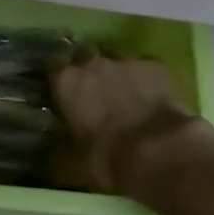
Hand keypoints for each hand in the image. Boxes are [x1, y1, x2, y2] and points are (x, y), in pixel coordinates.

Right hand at [49, 51, 213, 197]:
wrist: (159, 152)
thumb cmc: (110, 159)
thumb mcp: (78, 160)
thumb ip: (69, 144)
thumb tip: (62, 151)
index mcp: (67, 83)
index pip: (54, 65)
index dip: (60, 76)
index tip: (65, 88)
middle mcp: (92, 64)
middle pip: (85, 54)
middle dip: (89, 68)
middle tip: (96, 90)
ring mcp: (126, 60)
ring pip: (116, 57)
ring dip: (117, 71)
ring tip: (126, 92)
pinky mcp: (155, 64)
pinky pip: (145, 65)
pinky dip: (146, 77)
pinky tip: (152, 94)